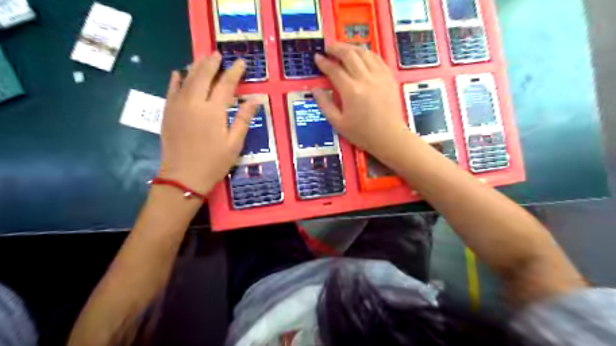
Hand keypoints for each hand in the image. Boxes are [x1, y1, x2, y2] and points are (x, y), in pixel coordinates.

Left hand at [158, 53, 258, 194]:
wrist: (183, 177)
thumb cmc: (214, 162)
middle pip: (203, 76)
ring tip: (203, 58)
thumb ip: (244, 119)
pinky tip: (178, 73)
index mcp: (213, 110)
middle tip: (218, 54)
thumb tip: (255, 100)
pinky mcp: (168, 113)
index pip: (226, 84)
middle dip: (212, 63)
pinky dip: (175, 79)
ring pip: (187, 79)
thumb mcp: (235, 143)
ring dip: (195, 66)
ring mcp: (178, 106)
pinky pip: (171, 90)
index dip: (234, 72)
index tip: (241, 62)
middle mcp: (194, 102)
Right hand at [315, 43, 409, 160]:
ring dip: (351, 47)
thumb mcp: (338, 123)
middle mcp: (365, 79)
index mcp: (351, 91)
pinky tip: (361, 55)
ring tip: (342, 49)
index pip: (334, 69)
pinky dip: (366, 53)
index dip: (323, 62)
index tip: (317, 57)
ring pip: (364, 53)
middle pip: (349, 55)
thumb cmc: (362, 133)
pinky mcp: (389, 77)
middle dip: (336, 48)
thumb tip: (315, 89)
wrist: (389, 137)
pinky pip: (377, 58)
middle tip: (328, 47)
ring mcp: (380, 76)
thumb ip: (324, 104)